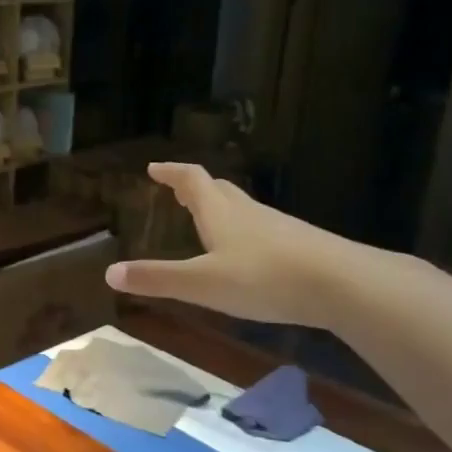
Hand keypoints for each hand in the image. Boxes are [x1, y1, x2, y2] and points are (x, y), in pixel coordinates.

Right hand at [105, 162, 372, 326]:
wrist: (342, 283)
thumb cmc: (264, 278)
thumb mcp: (202, 283)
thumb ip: (158, 279)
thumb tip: (109, 273)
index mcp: (220, 213)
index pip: (192, 180)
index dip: (171, 173)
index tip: (154, 167)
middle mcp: (248, 212)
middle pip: (218, 189)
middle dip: (195, 187)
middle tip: (177, 189)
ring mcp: (277, 227)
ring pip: (242, 208)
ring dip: (220, 207)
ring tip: (207, 218)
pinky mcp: (298, 245)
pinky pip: (261, 229)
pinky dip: (243, 230)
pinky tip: (246, 252)